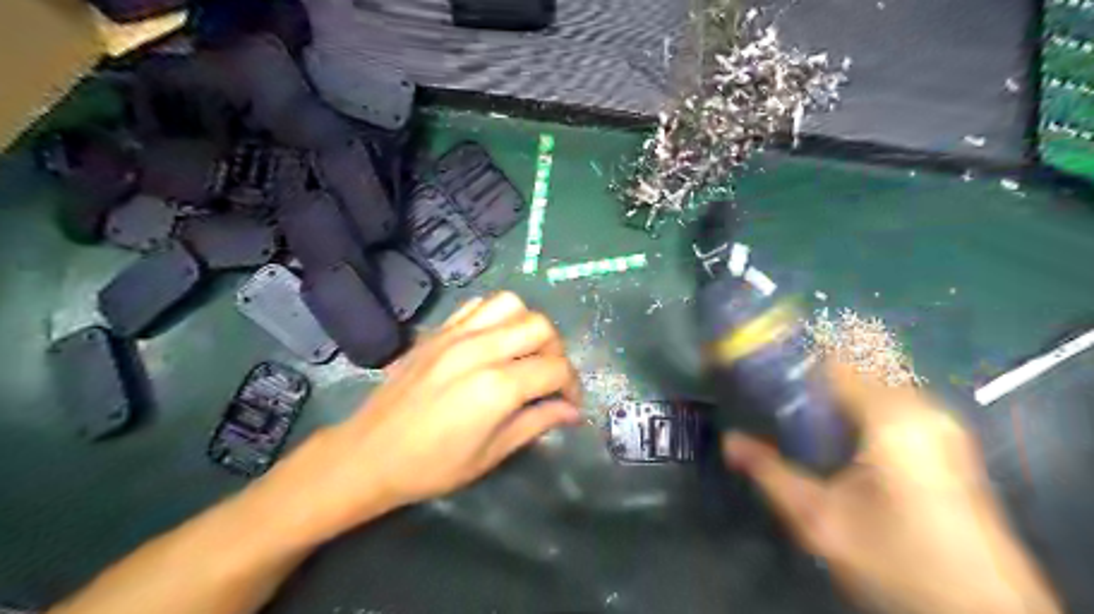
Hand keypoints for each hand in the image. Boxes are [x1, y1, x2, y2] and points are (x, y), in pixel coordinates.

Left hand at [262, 289, 581, 540]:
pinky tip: (493, 342)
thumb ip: (536, 423)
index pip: (555, 369)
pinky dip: (497, 317)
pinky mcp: (438, 331)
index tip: (569, 404)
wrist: (368, 454)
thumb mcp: (491, 454)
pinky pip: (478, 305)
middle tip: (549, 378)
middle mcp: (480, 349)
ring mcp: (456, 334)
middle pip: (540, 327)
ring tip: (524, 353)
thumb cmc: (432, 466)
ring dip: (528, 326)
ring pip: (512, 305)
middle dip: (556, 352)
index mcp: (497, 386)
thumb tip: (572, 412)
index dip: (572, 386)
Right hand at [724, 366, 1054, 613]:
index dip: (795, 359)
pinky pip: (893, 404)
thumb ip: (770, 474)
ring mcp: (942, 425)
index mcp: (893, 418)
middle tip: (774, 396)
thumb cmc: (897, 560)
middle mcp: (923, 409)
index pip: (836, 360)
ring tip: (797, 415)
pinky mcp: (949, 443)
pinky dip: (859, 408)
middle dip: (813, 377)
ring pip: (876, 384)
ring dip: (836, 393)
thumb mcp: (820, 520)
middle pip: (857, 367)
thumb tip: (729, 442)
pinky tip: (837, 437)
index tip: (761, 368)